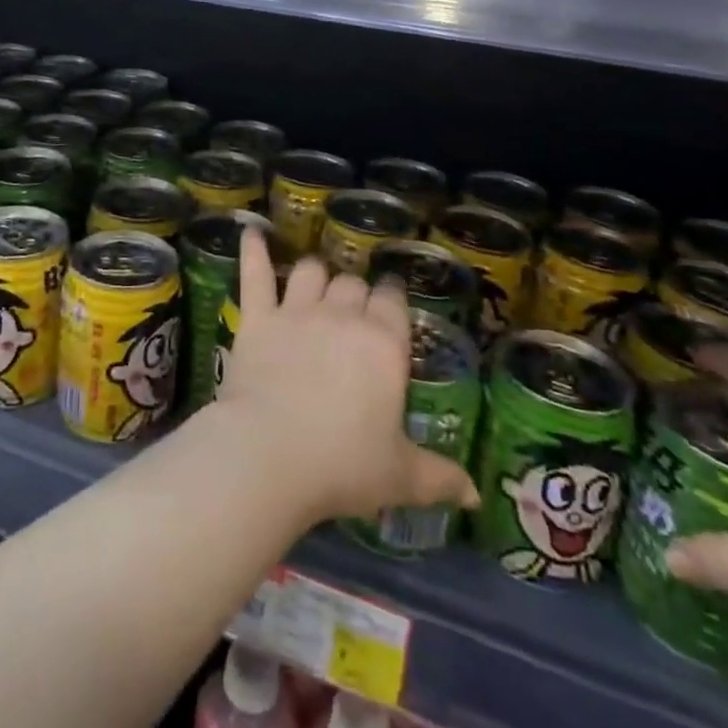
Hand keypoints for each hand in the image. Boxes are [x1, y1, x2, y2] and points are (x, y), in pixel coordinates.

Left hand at [212, 230, 478, 528]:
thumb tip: (474, 495)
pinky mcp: (257, 316)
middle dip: (355, 292)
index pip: (393, 300)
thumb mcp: (400, 477)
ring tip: (315, 283)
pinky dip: (253, 249)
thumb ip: (439, 477)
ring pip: (310, 270)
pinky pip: (255, 273)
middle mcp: (342, 315)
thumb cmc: (342, 464)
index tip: (390, 303)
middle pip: (352, 283)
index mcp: (383, 343)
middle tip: (353, 312)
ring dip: (315, 274)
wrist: (269, 453)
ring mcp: (296, 310)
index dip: (391, 298)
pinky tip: (252, 233)